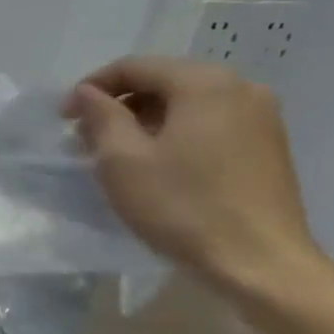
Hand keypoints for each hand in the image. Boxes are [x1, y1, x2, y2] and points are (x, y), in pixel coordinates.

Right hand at [63, 57, 321, 290]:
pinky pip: (210, 125)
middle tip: (87, 138)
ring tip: (118, 154)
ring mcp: (262, 118)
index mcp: (204, 83)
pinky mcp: (269, 147)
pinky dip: (176, 135)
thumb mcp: (122, 160)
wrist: (261, 265)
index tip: (64, 118)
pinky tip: (158, 166)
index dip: (91, 88)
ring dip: (146, 122)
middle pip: (163, 82)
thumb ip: (101, 116)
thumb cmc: (183, 207)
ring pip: (187, 105)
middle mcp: (240, 87)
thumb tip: (88, 93)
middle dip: (119, 105)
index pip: (134, 67)